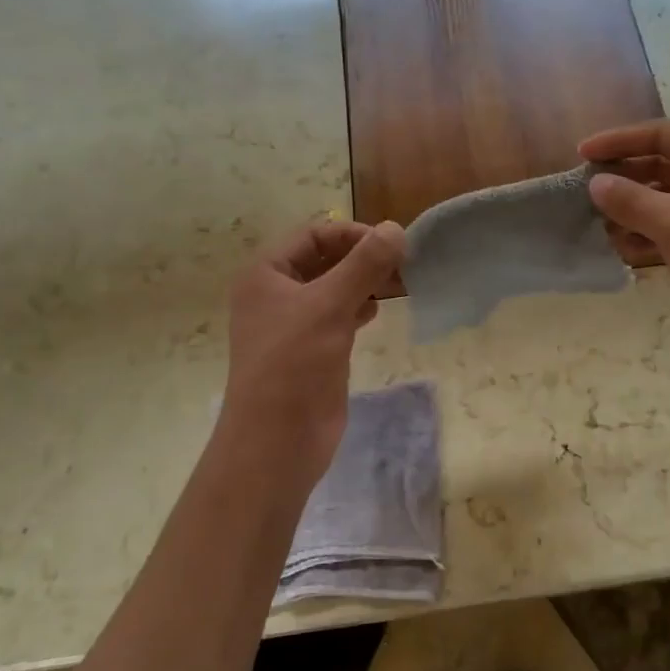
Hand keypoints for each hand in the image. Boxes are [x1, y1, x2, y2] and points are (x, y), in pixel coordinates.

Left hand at [221, 218, 405, 487]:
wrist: (277, 441)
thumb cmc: (293, 364)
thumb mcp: (329, 306)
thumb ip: (364, 265)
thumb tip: (396, 229)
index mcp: (266, 274)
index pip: (314, 235)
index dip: (352, 234)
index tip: (391, 245)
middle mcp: (276, 293)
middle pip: (326, 259)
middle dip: (363, 258)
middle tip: (403, 264)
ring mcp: (295, 323)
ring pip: (335, 288)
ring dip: (365, 282)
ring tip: (401, 283)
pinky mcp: (313, 349)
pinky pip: (339, 315)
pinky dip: (360, 307)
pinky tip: (379, 310)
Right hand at [581, 120, 669, 374]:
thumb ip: (631, 200)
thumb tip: (595, 183)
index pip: (664, 135)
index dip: (620, 140)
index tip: (582, 153)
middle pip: (661, 164)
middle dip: (624, 177)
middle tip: (585, 190)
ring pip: (662, 198)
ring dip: (630, 208)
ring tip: (599, 222)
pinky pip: (668, 226)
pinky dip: (644, 233)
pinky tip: (621, 247)